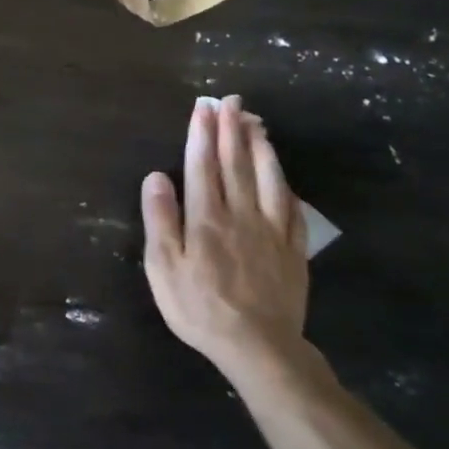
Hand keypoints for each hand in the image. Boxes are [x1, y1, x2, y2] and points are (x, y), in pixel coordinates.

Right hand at [140, 95, 308, 375]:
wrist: (259, 347)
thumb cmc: (200, 308)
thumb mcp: (164, 268)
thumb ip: (160, 220)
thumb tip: (156, 176)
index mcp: (206, 218)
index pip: (202, 165)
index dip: (201, 134)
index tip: (202, 107)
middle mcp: (241, 214)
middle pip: (235, 163)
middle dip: (231, 128)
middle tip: (230, 100)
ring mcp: (271, 230)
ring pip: (267, 177)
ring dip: (260, 146)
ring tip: (255, 122)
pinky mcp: (293, 248)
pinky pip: (291, 206)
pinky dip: (284, 182)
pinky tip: (281, 172)